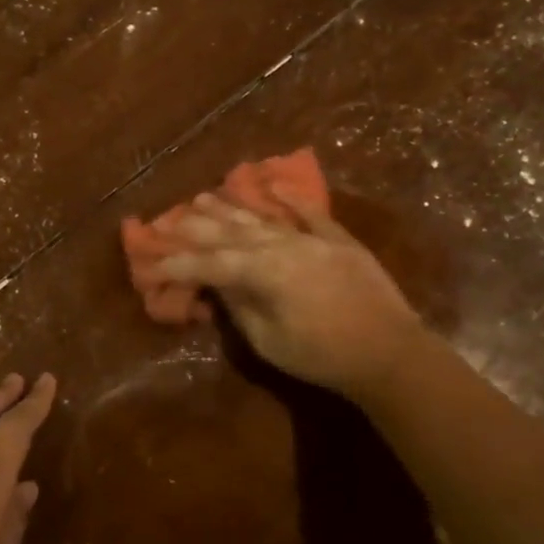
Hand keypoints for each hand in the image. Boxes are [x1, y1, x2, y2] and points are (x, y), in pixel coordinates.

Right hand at [154, 193, 422, 398]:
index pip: (211, 263)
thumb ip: (241, 308)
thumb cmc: (323, 356)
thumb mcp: (270, 341)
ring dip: (231, 207)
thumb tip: (219, 286)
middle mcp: (284, 245)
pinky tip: (273, 186)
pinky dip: (291, 199)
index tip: (152, 262)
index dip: (179, 263)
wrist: (390, 352)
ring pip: (264, 218)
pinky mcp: (339, 240)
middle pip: (232, 232)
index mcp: (264, 271)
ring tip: (203, 197)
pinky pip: (311, 214)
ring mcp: (313, 239)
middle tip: (168, 218)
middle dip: (197, 226)